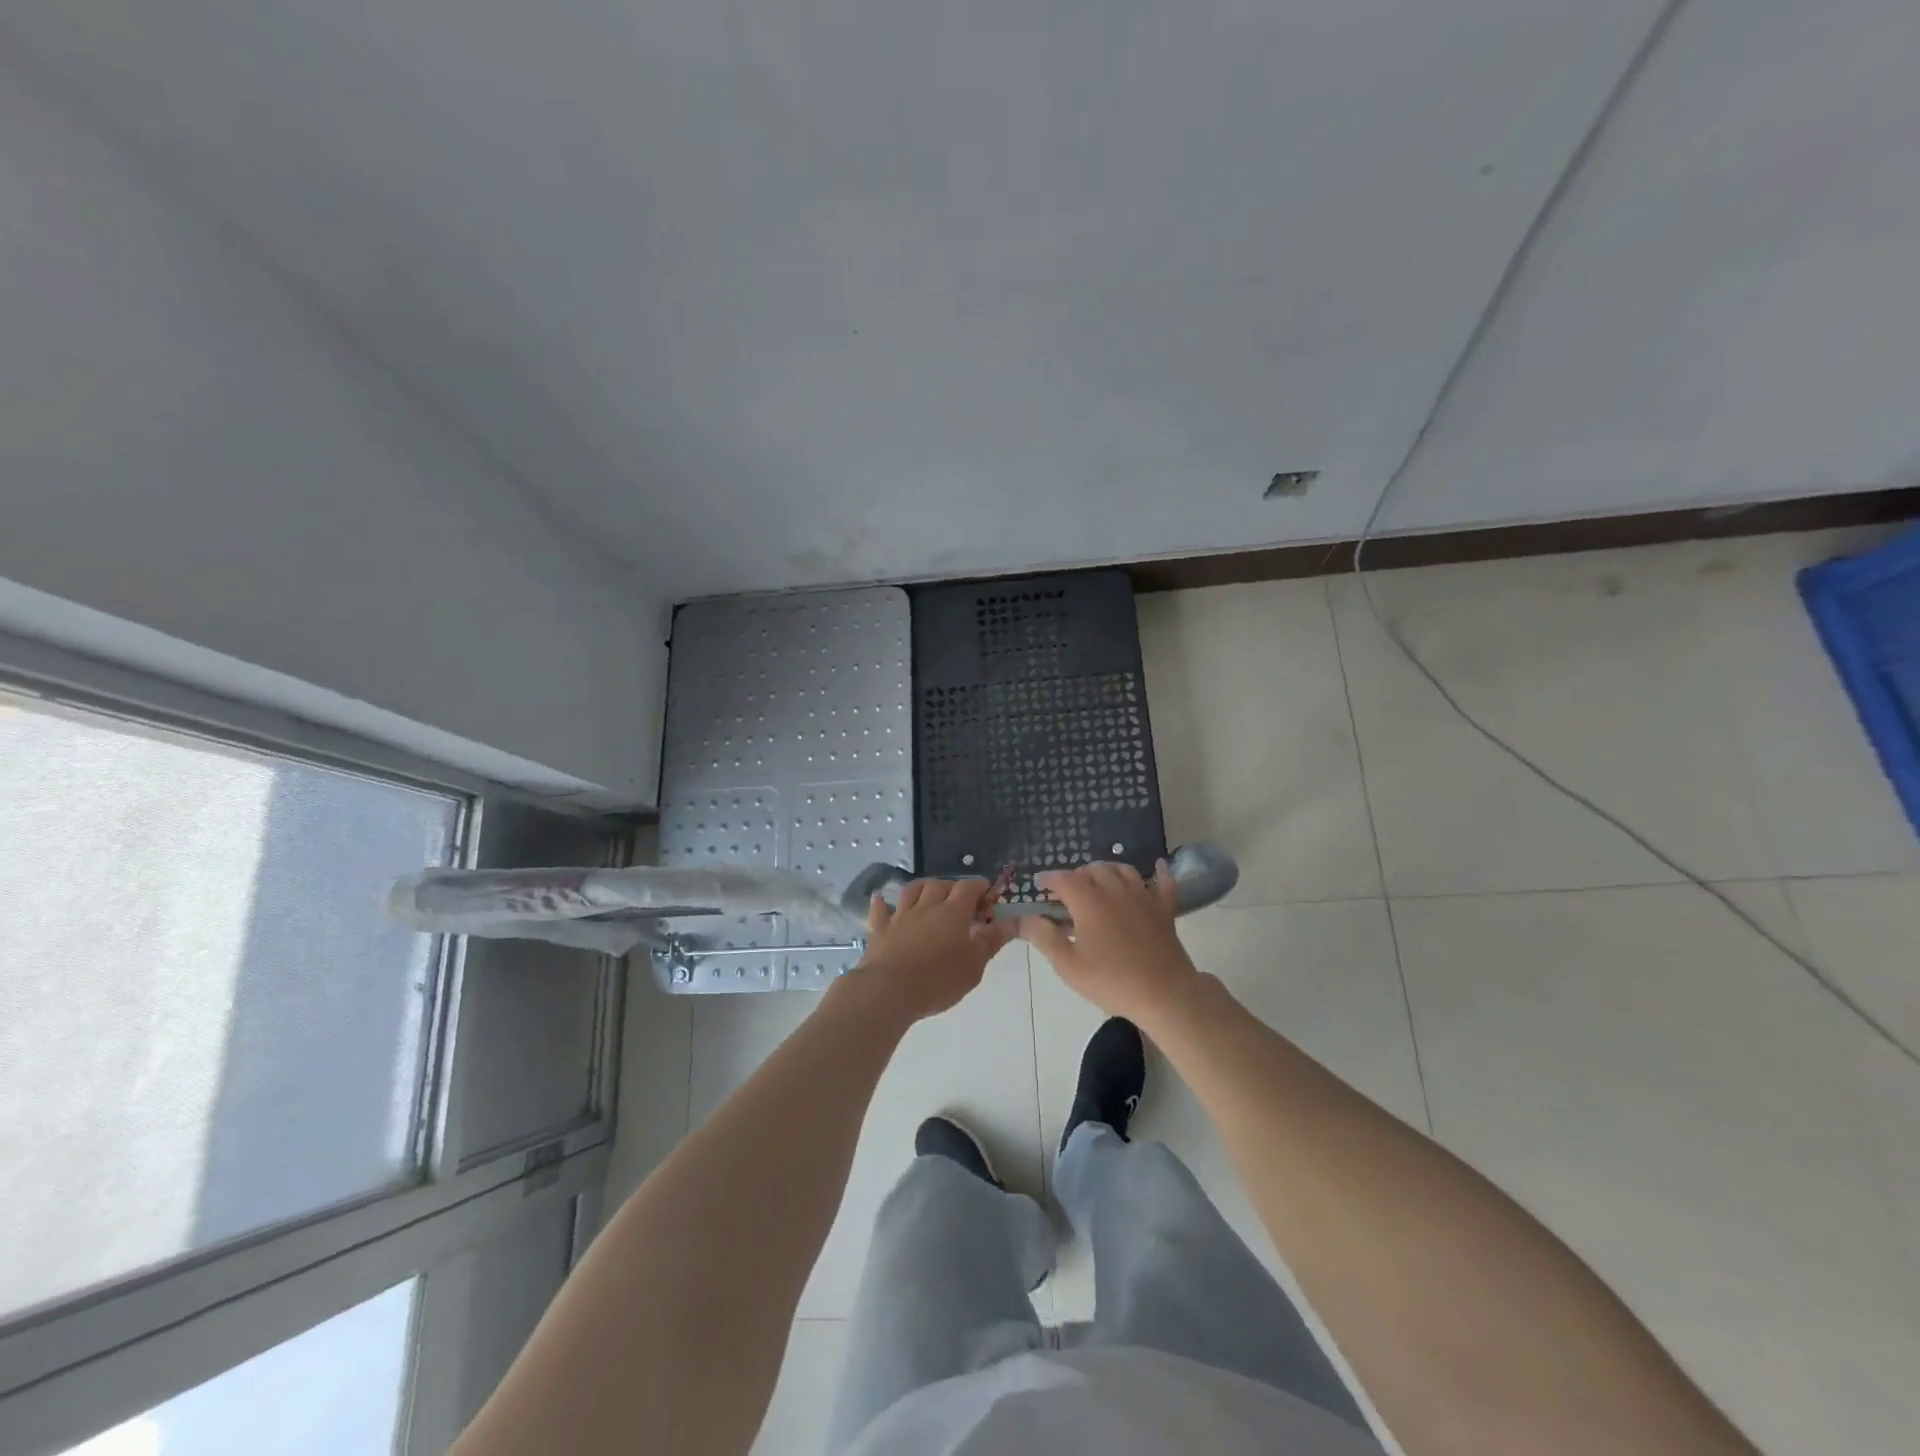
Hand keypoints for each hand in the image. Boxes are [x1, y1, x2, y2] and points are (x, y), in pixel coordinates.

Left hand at [844, 877, 1015, 1023]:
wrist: (889, 990)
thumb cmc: (939, 980)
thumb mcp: (974, 965)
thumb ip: (992, 941)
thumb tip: (1012, 922)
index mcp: (953, 913)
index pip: (968, 888)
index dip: (979, 886)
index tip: (987, 892)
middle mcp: (927, 907)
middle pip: (940, 885)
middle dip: (953, 886)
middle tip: (961, 899)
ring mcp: (901, 916)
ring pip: (911, 890)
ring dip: (923, 887)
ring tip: (929, 893)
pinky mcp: (880, 930)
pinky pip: (880, 911)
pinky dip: (882, 904)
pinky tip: (881, 899)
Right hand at [1020, 860, 1203, 1030]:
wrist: (1164, 993)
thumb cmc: (1111, 981)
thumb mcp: (1068, 966)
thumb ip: (1045, 938)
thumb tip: (1025, 918)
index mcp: (1089, 902)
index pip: (1064, 879)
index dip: (1049, 878)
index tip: (1040, 883)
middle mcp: (1115, 890)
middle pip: (1093, 869)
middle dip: (1077, 874)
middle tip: (1068, 890)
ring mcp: (1143, 896)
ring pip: (1123, 870)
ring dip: (1107, 870)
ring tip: (1099, 880)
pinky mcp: (1164, 908)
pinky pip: (1163, 882)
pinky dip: (1158, 872)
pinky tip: (1157, 866)